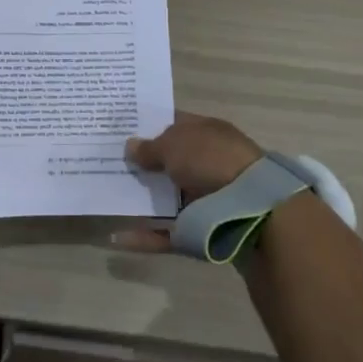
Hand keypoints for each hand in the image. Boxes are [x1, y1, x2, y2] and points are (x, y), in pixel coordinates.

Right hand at [112, 111, 263, 252]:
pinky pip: (167, 232)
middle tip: (108, 163)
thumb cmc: (212, 161)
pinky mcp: (202, 230)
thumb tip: (131, 146)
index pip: (175, 123)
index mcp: (207, 133)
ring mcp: (207, 198)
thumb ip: (149, 147)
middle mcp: (208, 163)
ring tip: (110, 198)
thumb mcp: (174, 145)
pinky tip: (118, 238)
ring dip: (142, 199)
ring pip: (167, 198)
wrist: (254, 210)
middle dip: (142, 164)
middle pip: (169, 162)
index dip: (149, 124)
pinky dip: (145, 236)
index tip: (120, 129)